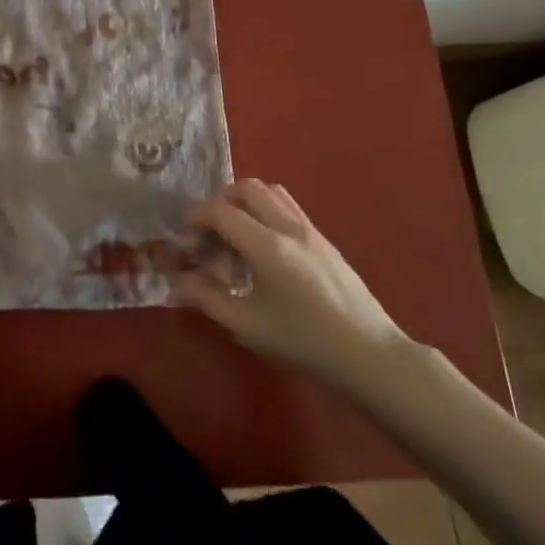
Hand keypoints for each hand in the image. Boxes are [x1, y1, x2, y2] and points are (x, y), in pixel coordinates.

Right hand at [173, 181, 419, 399]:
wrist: (370, 356)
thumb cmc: (305, 343)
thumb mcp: (247, 326)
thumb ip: (206, 299)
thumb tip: (173, 284)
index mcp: (267, 246)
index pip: (220, 211)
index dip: (195, 221)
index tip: (187, 245)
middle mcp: (288, 226)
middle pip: (246, 187)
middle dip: (219, 203)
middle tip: (210, 235)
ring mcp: (310, 229)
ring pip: (270, 191)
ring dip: (245, 203)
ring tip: (236, 237)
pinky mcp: (323, 238)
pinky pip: (288, 206)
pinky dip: (266, 212)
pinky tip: (264, 249)